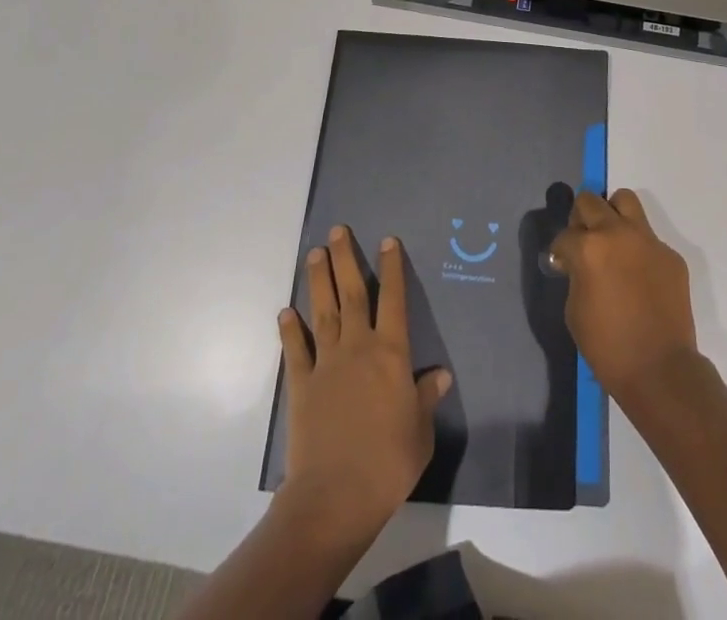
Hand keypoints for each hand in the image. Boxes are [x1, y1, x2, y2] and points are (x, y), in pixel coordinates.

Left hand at [277, 225, 451, 540]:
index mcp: (391, 353)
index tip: (387, 240)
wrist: (335, 496)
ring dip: (318, 281)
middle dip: (345, 259)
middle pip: (351, 293)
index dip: (391, 268)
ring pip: (323, 311)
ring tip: (314, 253)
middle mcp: (358, 347)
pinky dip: (290, 330)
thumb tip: (440, 375)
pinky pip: (296, 351)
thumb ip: (426, 398)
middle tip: (337, 231)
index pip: (393, 299)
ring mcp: (326, 364)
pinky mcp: (302, 386)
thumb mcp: (420, 431)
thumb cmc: (388, 462)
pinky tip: (286, 312)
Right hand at [548, 189, 698, 408]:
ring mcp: (648, 240)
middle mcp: (618, 233)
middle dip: (580, 219)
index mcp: (589, 247)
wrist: (660, 370)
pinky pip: (648, 238)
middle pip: (590, 201)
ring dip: (612, 214)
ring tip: (611, 241)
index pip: (565, 235)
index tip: (562, 265)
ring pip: (625, 201)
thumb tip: (577, 264)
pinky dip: (638, 248)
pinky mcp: (670, 254)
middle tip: (583, 242)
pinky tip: (638, 276)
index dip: (560, 251)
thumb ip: (575, 275)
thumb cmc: (608, 347)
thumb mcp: (574, 310)